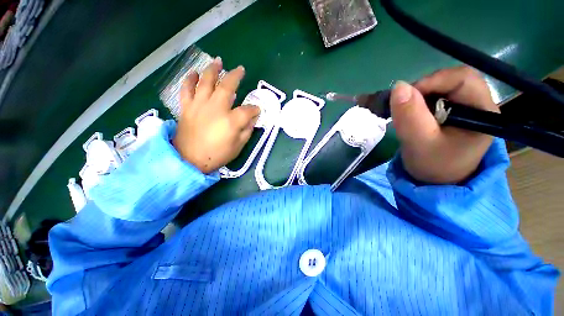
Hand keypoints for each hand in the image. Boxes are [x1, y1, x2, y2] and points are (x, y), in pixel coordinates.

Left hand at [173, 57, 259, 172]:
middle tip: (240, 69)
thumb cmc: (217, 155)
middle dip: (236, 76)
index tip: (257, 110)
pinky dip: (190, 79)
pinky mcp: (187, 107)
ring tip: (218, 62)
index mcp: (232, 121)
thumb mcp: (238, 146)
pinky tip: (194, 73)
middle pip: (227, 86)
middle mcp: (216, 108)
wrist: (189, 160)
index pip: (248, 110)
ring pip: (206, 81)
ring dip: (213, 69)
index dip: (255, 109)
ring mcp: (199, 105)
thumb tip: (253, 119)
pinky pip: (187, 88)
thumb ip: (247, 130)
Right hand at [390, 66, 499, 183]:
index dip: (433, 81)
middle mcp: (480, 104)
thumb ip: (410, 116)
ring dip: (420, 96)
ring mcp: (468, 107)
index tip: (406, 97)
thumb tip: (398, 86)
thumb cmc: (433, 166)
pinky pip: (438, 95)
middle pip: (453, 80)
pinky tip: (413, 114)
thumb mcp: (419, 143)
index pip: (463, 78)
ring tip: (407, 113)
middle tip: (404, 106)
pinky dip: (420, 101)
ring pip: (443, 86)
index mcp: (483, 112)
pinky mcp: (456, 111)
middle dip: (424, 89)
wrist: (437, 180)